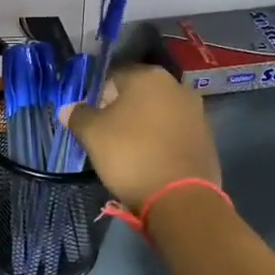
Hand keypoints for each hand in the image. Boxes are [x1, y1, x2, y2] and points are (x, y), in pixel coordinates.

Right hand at [61, 64, 220, 209]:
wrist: (180, 197)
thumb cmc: (131, 155)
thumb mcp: (93, 135)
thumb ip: (79, 116)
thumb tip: (68, 108)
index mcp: (148, 76)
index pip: (112, 77)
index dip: (97, 97)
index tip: (90, 120)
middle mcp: (176, 86)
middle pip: (138, 94)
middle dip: (121, 110)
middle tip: (106, 136)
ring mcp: (196, 111)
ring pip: (157, 113)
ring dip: (142, 125)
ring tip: (128, 151)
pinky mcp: (206, 137)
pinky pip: (174, 132)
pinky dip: (160, 140)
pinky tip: (151, 160)